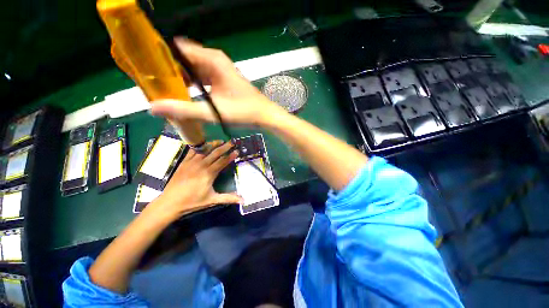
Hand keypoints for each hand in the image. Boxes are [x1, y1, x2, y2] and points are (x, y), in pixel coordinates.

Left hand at [144, 140, 241, 220]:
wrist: (170, 202)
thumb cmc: (193, 201)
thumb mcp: (212, 200)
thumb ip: (228, 198)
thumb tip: (243, 200)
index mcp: (209, 174)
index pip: (223, 162)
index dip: (231, 156)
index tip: (237, 151)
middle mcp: (201, 165)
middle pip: (215, 153)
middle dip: (225, 147)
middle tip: (232, 142)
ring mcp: (192, 163)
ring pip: (205, 150)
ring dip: (213, 144)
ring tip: (220, 140)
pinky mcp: (184, 162)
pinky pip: (192, 151)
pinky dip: (199, 147)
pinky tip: (203, 145)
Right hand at [150, 38, 285, 125]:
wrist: (265, 115)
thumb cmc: (244, 112)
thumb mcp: (214, 112)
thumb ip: (184, 110)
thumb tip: (152, 108)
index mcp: (211, 60)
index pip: (176, 48)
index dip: (158, 56)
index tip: (142, 67)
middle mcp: (214, 61)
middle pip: (182, 59)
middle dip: (166, 70)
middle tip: (149, 83)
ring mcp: (219, 71)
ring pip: (191, 69)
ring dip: (178, 78)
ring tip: (161, 90)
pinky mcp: (222, 80)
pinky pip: (200, 78)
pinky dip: (190, 84)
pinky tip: (182, 94)